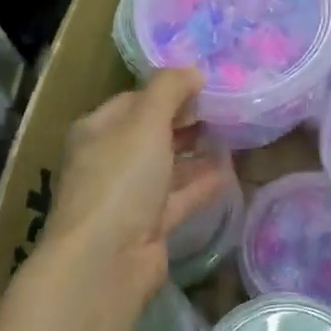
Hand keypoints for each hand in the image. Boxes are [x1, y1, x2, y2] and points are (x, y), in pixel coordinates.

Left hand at [43, 68, 231, 304]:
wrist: (106, 259)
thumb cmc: (121, 179)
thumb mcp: (145, 121)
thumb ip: (169, 89)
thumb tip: (194, 70)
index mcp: (97, 130)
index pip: (134, 100)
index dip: (168, 90)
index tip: (206, 85)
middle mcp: (109, 160)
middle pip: (151, 132)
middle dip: (185, 120)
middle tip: (225, 108)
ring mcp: (128, 196)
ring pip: (166, 166)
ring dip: (195, 152)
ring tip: (233, 135)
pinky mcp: (148, 225)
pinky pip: (179, 197)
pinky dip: (201, 184)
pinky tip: (229, 172)